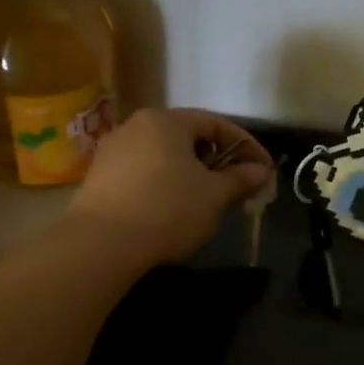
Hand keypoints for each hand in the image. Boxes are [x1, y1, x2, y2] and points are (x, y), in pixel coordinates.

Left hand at [64, 108, 273, 268]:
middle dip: (217, 162)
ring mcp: (112, 151)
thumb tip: (261, 171)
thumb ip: (240, 179)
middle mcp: (136, 126)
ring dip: (191, 175)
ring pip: (164, 157)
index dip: (246, 146)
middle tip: (237, 188)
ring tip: (207, 202)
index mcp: (166, 120)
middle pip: (187, 138)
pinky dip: (165, 186)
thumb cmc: (167, 209)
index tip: (264, 171)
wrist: (101, 244)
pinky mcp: (99, 178)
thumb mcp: (214, 196)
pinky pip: (143, 174)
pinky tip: (172, 210)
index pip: (216, 123)